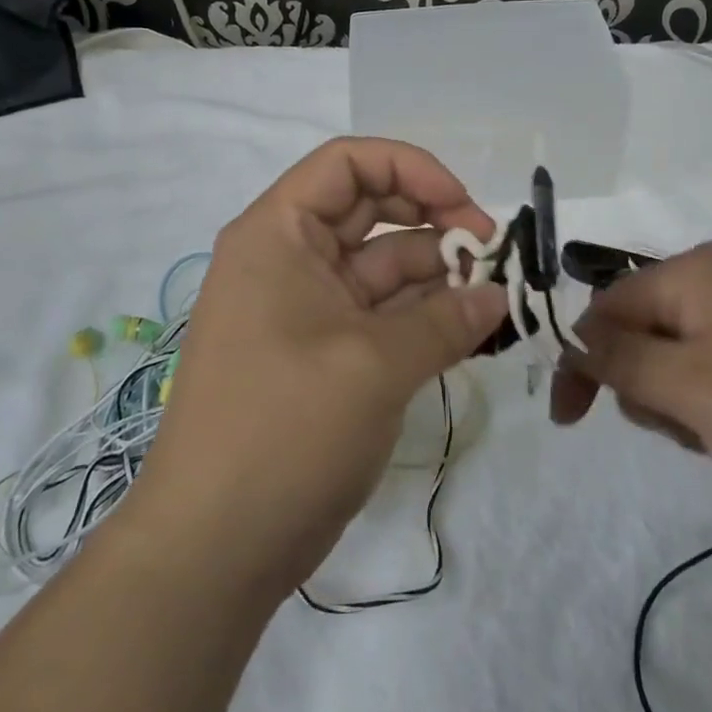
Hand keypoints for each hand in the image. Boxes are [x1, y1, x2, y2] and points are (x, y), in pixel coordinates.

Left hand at [123, 139, 509, 598]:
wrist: (214, 548)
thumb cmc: (285, 429)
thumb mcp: (374, 365)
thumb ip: (445, 321)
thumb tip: (497, 297)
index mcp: (278, 234)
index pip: (348, 163)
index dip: (411, 169)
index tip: (464, 207)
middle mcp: (288, 259)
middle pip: (370, 210)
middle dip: (433, 221)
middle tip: (490, 253)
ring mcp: (305, 309)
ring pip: (381, 267)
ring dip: (437, 275)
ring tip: (493, 298)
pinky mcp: (323, 355)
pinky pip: (381, 315)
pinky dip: (424, 317)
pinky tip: (471, 329)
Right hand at [552, 242, 711, 549]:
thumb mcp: (693, 390)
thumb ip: (621, 361)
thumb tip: (574, 338)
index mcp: (701, 271)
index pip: (609, 305)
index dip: (582, 359)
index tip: (569, 420)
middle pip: (648, 331)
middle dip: (647, 387)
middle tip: (683, 428)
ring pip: (689, 361)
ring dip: (687, 407)